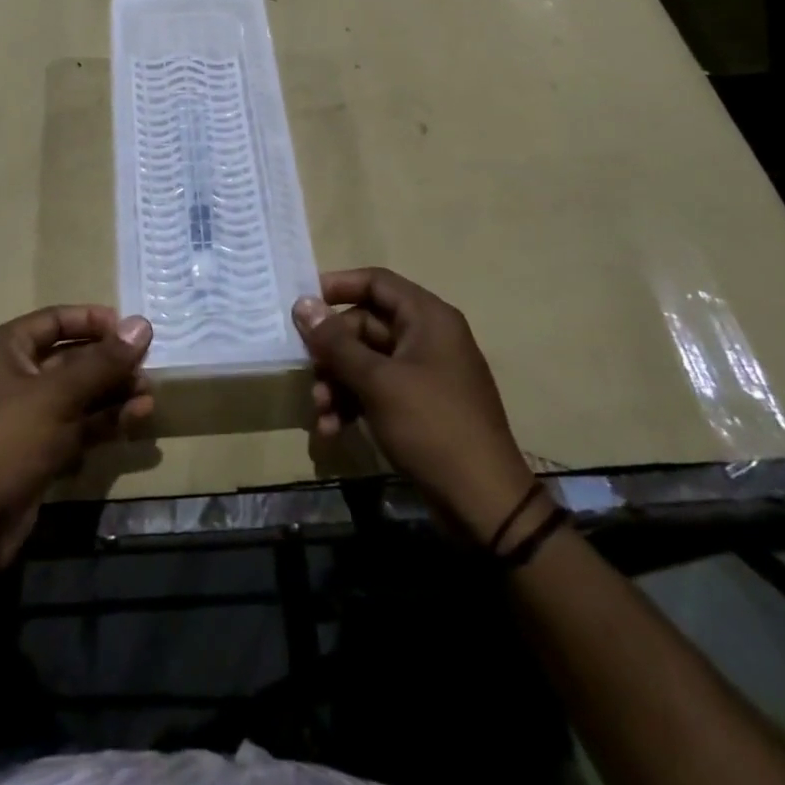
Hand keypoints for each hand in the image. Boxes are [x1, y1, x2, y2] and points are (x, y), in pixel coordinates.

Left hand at [0, 306, 153, 566]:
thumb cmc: (8, 441)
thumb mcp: (58, 395)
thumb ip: (103, 361)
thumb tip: (142, 324)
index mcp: (4, 349)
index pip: (55, 320)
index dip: (94, 321)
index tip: (132, 330)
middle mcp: (12, 376)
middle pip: (70, 358)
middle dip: (110, 363)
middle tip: (148, 367)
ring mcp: (24, 416)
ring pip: (77, 394)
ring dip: (113, 393)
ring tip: (149, 396)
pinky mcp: (36, 450)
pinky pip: (75, 424)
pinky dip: (103, 421)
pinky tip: (136, 420)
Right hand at [294, 268, 535, 542]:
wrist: (483, 503)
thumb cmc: (431, 426)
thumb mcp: (377, 381)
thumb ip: (336, 342)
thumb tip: (302, 304)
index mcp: (428, 318)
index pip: (376, 282)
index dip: (337, 286)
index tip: (302, 304)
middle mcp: (428, 337)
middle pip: (365, 325)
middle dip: (332, 351)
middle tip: (309, 373)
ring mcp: (425, 372)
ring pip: (367, 361)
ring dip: (338, 382)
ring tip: (320, 412)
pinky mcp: (420, 405)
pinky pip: (378, 389)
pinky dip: (354, 403)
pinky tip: (333, 429)